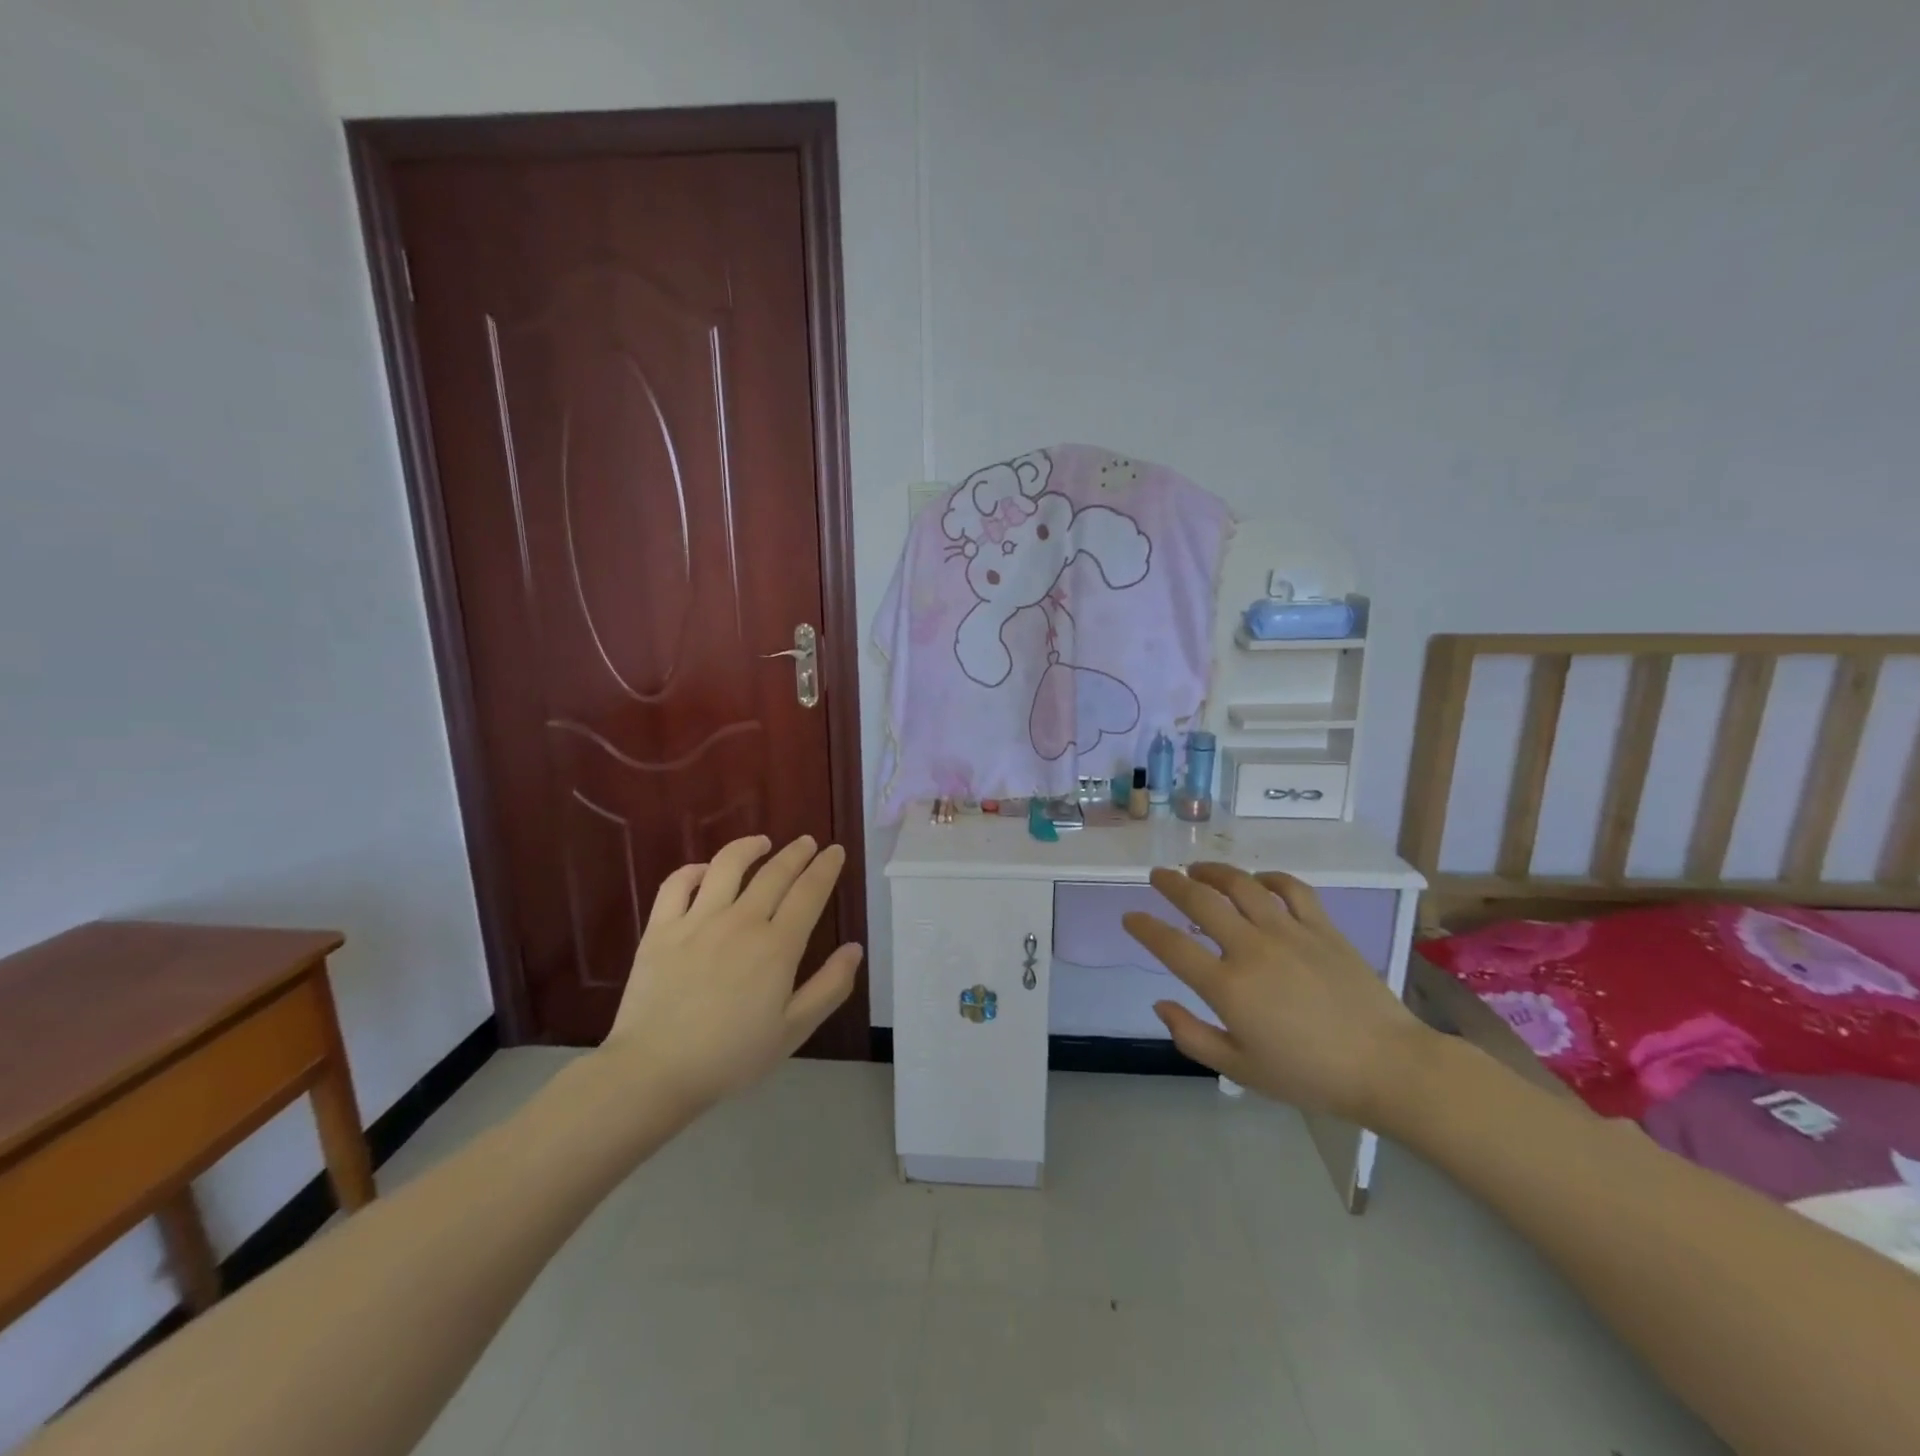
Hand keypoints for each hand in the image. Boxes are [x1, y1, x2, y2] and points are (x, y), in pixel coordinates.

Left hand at [601, 835, 862, 1109]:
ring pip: (727, 865)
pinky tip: (705, 872)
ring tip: (762, 842)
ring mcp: (697, 921)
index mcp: (777, 946)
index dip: (826, 868)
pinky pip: (677, 885)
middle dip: (797, 853)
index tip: (835, 851)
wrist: (654, 1071)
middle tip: (807, 842)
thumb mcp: (793, 1031)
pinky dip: (694, 870)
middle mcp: (741, 921)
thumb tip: (854, 949)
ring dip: (749, 847)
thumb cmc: (731, 1056)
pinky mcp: (661, 929)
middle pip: (775, 873)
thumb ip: (829, 987)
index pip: (809, 892)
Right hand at [1122, 863, 1433, 1124]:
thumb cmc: (1311, 1076)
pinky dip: (1269, 878)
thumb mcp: (1242, 1070)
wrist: (1387, 1067)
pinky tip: (1259, 880)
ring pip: (1242, 885)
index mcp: (1228, 987)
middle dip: (1171, 883)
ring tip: (1197, 869)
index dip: (1144, 928)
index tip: (1130, 917)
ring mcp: (1289, 932)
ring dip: (1213, 872)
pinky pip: (1291, 888)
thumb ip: (1193, 1037)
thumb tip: (1161, 1004)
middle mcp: (1252, 949)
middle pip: (1200, 901)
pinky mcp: (1322, 927)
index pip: (1171, 946)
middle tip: (1157, 875)